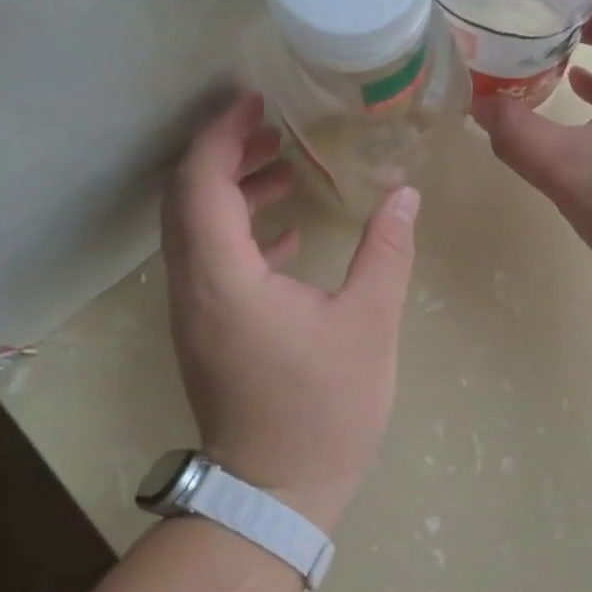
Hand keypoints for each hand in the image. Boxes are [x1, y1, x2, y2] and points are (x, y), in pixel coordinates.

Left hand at [161, 92, 419, 529]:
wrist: (276, 491)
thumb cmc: (323, 409)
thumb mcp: (367, 324)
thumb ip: (384, 251)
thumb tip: (404, 194)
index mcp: (223, 276)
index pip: (201, 181)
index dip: (222, 132)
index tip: (256, 100)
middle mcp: (193, 287)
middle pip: (187, 198)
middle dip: (225, 153)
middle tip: (276, 127)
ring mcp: (193, 313)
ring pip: (195, 230)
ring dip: (232, 191)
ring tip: (288, 168)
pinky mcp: (205, 333)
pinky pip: (209, 262)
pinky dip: (239, 233)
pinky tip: (286, 232)